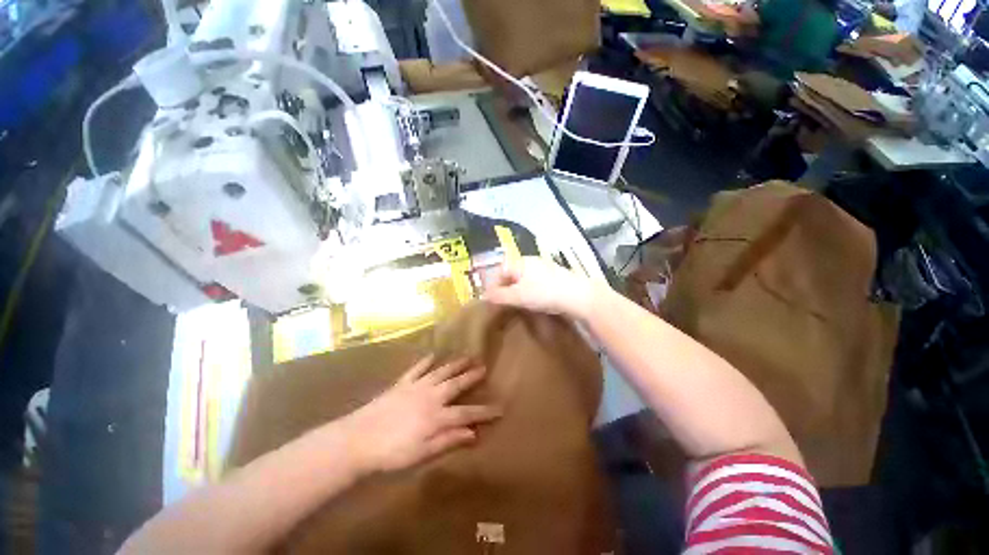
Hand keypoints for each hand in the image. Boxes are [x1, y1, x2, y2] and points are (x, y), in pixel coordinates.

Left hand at [342, 356, 500, 473]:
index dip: (484, 412)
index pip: (467, 413)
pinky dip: (425, 362)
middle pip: (456, 384)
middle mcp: (431, 397)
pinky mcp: (402, 384)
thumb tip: (473, 433)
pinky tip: (432, 356)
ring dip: (454, 364)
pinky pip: (416, 369)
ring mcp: (416, 387)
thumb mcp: (422, 454)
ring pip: (440, 372)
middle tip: (483, 368)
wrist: (358, 439)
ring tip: (466, 357)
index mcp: (437, 416)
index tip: (500, 408)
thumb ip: (448, 440)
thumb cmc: (392, 453)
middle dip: (471, 376)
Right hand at [484, 256, 595, 319]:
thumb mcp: (518, 296)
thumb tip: (483, 296)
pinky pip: (536, 282)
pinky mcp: (554, 276)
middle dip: (507, 288)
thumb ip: (499, 296)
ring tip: (520, 304)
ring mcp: (544, 267)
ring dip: (519, 290)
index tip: (493, 300)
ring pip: (524, 278)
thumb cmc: (544, 293)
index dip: (494, 285)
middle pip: (512, 273)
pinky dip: (531, 291)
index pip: (501, 270)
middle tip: (506, 303)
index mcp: (520, 261)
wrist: (578, 296)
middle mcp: (531, 261)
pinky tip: (536, 301)